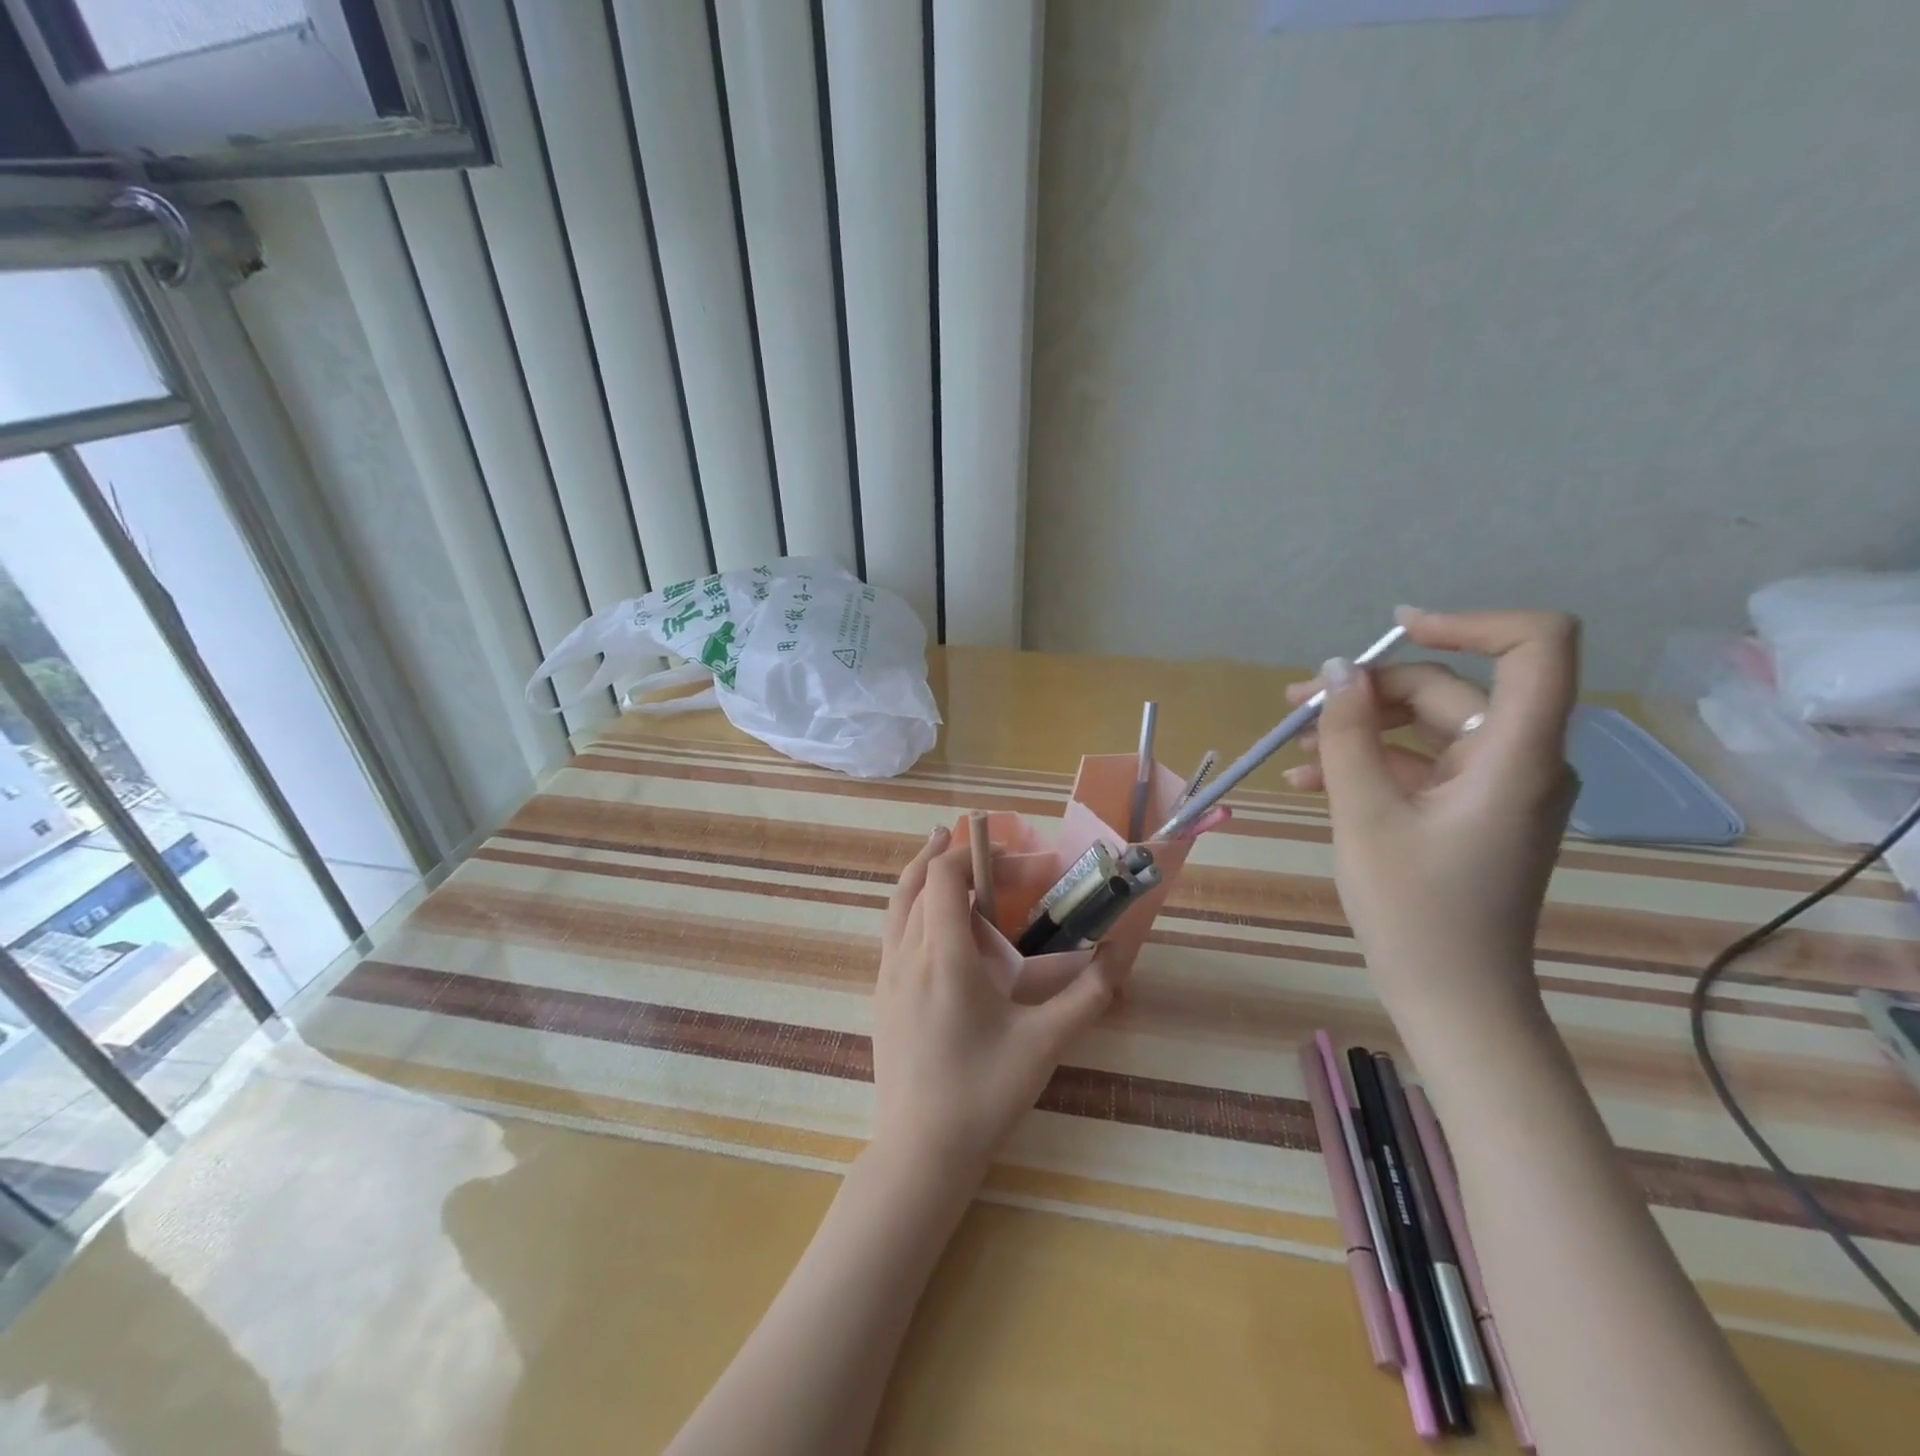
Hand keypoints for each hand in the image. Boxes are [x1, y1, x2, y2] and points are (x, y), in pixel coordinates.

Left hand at [871, 827, 1118, 1184]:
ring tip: (941, 852)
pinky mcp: (880, 996)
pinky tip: (930, 919)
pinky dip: (909, 904)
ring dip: (921, 873)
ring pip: (897, 905)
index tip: (1012, 859)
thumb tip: (1121, 953)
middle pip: (918, 882)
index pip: (944, 877)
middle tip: (984, 850)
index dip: (975, 855)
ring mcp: (886, 976)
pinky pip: (891, 931)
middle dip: (952, 858)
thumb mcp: (1043, 1045)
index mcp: (944, 958)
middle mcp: (907, 956)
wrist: (919, 1153)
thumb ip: (1087, 996)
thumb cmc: (983, 1095)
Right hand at [1282, 608, 1580, 1022]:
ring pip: (1430, 728)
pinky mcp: (1475, 810)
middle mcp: (1521, 760)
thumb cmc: (1413, 910)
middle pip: (1451, 692)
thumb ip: (1348, 735)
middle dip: (1370, 691)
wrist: (1452, 997)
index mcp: (1516, 755)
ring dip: (1360, 728)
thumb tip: (1334, 671)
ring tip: (1290, 743)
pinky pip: (1424, 766)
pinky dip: (1371, 763)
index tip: (1391, 633)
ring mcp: (1499, 787)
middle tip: (1295, 704)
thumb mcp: (1364, 814)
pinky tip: (1308, 780)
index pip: (1535, 646)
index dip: (1468, 622)